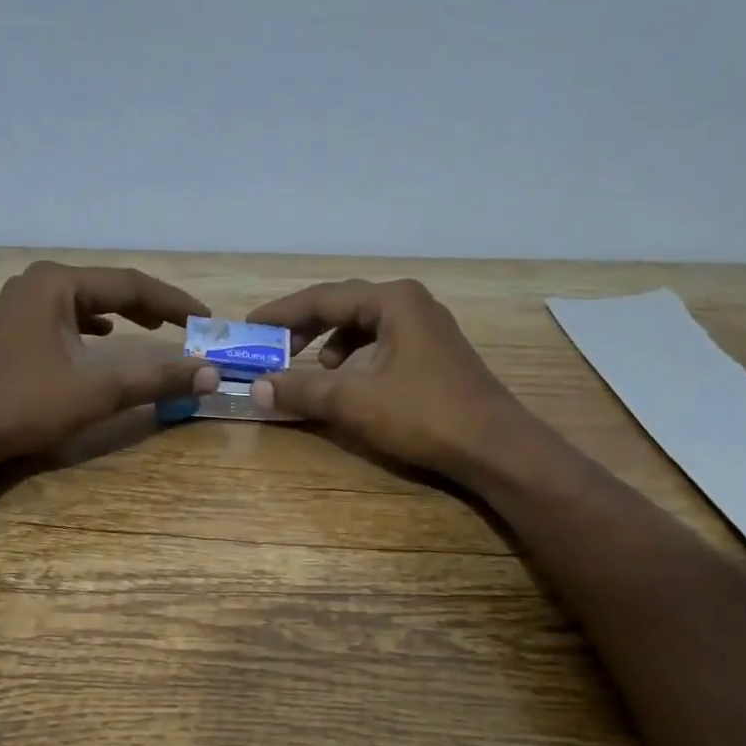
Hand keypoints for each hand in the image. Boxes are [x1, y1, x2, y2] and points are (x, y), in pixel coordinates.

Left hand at [0, 262, 218, 463]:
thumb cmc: (25, 405)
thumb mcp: (98, 391)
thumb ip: (157, 378)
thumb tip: (211, 374)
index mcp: (57, 284)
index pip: (131, 285)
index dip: (174, 302)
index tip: (207, 319)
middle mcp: (38, 284)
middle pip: (108, 288)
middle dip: (151, 306)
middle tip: (186, 325)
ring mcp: (20, 305)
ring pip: (87, 303)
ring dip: (124, 314)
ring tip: (155, 327)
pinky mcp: (13, 329)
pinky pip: (67, 318)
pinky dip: (95, 327)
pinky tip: (105, 339)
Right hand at [247, 278, 533, 476]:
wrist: (495, 447)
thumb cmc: (425, 415)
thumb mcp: (355, 402)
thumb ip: (303, 390)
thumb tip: (256, 388)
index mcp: (393, 301)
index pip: (323, 298)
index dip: (282, 313)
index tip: (250, 327)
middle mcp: (411, 304)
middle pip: (344, 306)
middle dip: (306, 327)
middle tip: (274, 348)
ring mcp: (428, 328)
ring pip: (365, 325)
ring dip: (332, 343)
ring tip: (315, 367)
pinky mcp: (435, 355)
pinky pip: (383, 343)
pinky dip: (358, 357)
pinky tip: (353, 382)